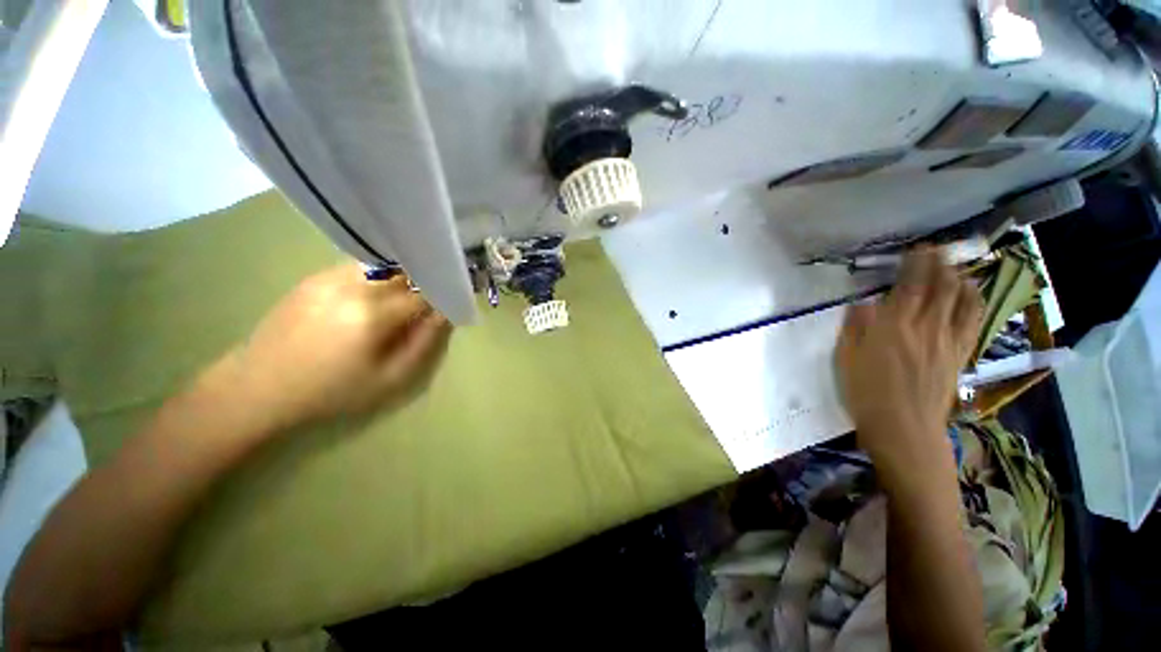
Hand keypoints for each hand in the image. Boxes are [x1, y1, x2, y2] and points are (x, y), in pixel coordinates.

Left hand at [210, 264, 451, 432]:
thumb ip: (425, 342)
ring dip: (402, 277)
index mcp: (374, 314)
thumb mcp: (390, 379)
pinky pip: (359, 268)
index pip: (425, 292)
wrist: (258, 387)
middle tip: (431, 299)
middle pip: (406, 272)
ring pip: (384, 265)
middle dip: (426, 282)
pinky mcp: (314, 277)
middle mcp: (353, 286)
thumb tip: (445, 313)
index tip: (455, 300)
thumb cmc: (331, 391)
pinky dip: (378, 277)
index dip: (445, 294)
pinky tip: (374, 296)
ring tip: (405, 296)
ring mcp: (329, 277)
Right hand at [834, 248, 981, 482]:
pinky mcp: (960, 354)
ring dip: (960, 279)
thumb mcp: (847, 359)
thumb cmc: (866, 393)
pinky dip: (974, 302)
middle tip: (938, 250)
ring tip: (956, 268)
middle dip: (941, 264)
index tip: (918, 249)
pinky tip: (973, 294)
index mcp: (893, 327)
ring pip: (961, 300)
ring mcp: (947, 340)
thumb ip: (855, 328)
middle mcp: (925, 327)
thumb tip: (862, 304)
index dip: (916, 264)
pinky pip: (973, 321)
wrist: (903, 427)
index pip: (910, 286)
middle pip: (940, 288)